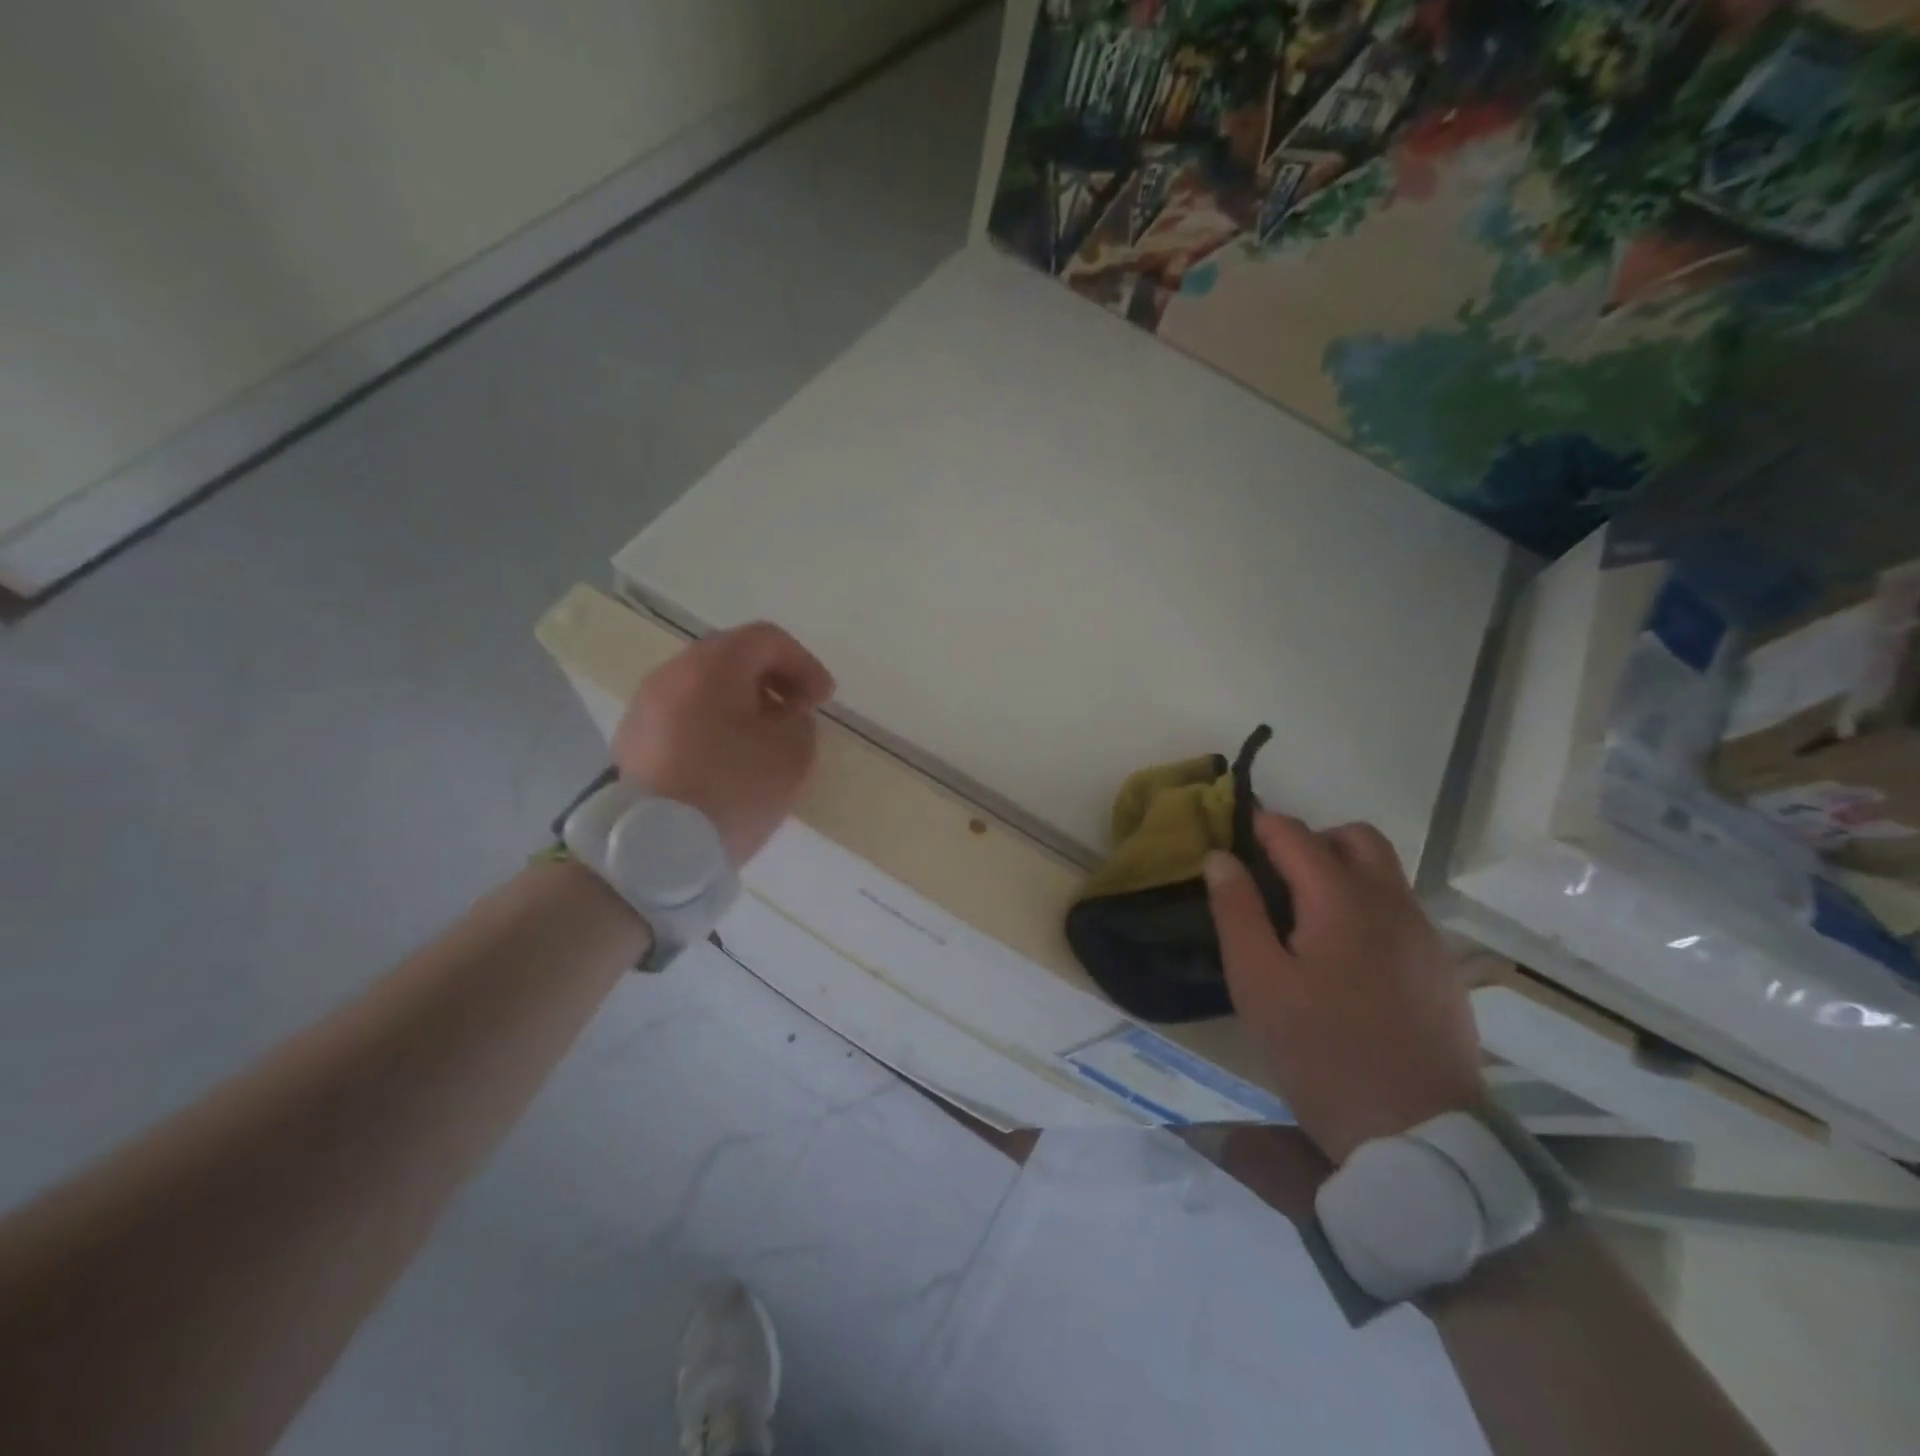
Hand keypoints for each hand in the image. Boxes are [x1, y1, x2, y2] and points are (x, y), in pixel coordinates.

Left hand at [613, 622, 834, 865]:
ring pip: (705, 685)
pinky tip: (728, 759)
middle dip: (773, 680)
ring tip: (763, 740)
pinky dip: (713, 722)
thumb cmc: (731, 791)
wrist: (653, 850)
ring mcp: (645, 705)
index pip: (767, 639)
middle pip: (732, 657)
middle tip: (796, 713)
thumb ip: (800, 721)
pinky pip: (684, 713)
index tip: (822, 701)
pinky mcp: (632, 738)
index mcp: (713, 667)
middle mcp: (672, 673)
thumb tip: (784, 715)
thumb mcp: (792, 754)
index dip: (804, 664)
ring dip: (742, 702)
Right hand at [1203, 814, 1484, 1163]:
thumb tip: (1220, 857)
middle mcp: (1391, 903)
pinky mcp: (1440, 967)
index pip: (1296, 834)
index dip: (1259, 827)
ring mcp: (1423, 934)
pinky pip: (1399, 910)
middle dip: (1310, 841)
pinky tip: (1343, 957)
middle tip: (1274, 877)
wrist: (1420, 1135)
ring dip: (1341, 871)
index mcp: (1342, 899)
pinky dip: (1365, 905)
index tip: (1231, 838)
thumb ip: (1237, 911)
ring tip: (1303, 918)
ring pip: (1383, 872)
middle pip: (1354, 838)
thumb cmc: (1323, 1054)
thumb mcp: (1258, 983)